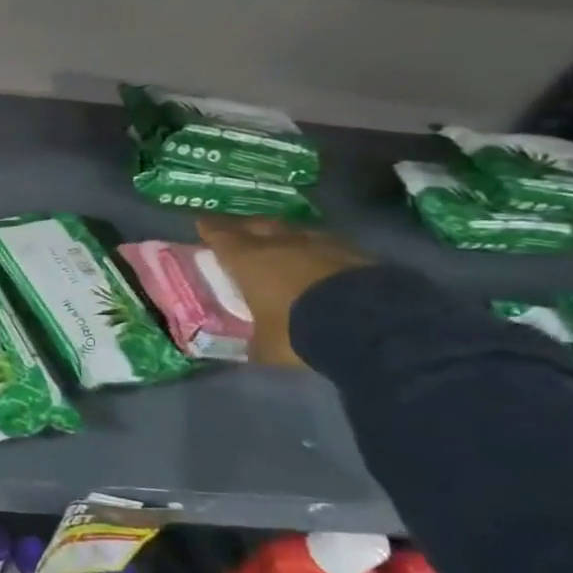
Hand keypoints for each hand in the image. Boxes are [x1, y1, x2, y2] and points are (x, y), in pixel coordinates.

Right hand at [196, 217, 370, 366]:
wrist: (371, 325)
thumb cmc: (299, 329)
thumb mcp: (266, 345)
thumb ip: (252, 341)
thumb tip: (243, 347)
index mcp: (248, 260)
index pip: (221, 236)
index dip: (210, 229)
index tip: (202, 224)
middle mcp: (281, 243)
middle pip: (258, 225)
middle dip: (245, 226)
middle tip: (238, 230)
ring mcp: (321, 244)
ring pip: (294, 230)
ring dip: (284, 235)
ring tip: (280, 241)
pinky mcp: (357, 253)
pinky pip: (327, 244)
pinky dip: (317, 249)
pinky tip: (320, 259)